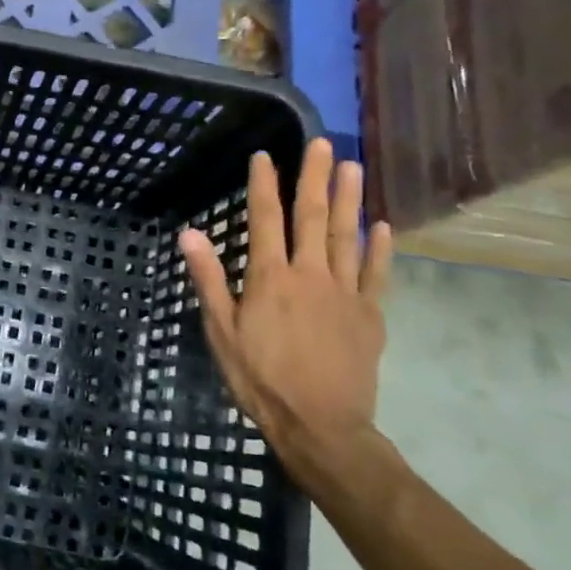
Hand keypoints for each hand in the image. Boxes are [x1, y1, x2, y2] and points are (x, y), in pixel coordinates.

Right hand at [180, 138, 392, 484]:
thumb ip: (209, 279)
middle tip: (322, 143)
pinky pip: (377, 273)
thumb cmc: (261, 378)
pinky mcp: (370, 314)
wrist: (321, 425)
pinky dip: (379, 248)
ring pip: (346, 236)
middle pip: (312, 216)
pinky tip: (380, 225)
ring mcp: (345, 292)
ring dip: (348, 199)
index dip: (264, 184)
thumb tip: (190, 233)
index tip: (265, 155)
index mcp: (271, 277)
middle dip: (315, 177)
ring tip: (352, 166)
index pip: (266, 219)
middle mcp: (310, 274)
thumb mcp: (221, 331)